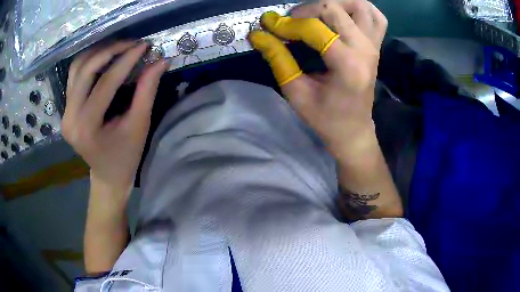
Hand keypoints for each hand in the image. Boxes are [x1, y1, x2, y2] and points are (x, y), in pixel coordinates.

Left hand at [62, 41, 169, 195]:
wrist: (107, 175)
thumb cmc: (125, 156)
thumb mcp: (139, 126)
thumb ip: (147, 91)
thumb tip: (160, 61)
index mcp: (87, 128)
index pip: (106, 83)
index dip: (126, 60)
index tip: (144, 45)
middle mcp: (70, 118)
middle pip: (85, 71)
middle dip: (109, 51)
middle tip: (131, 43)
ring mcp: (65, 113)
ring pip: (76, 69)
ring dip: (97, 53)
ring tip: (118, 47)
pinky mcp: (66, 109)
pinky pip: (74, 76)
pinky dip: (88, 61)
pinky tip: (103, 57)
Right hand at [249, 0, 387, 162]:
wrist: (353, 130)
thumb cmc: (325, 118)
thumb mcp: (296, 92)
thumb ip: (278, 59)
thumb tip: (258, 34)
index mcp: (347, 65)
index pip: (314, 28)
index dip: (287, 24)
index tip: (268, 27)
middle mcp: (365, 49)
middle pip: (335, 8)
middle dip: (306, 10)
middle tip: (291, 21)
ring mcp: (374, 45)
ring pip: (360, 5)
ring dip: (336, 3)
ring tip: (316, 14)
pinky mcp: (376, 45)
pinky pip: (376, 17)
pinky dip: (360, 9)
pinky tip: (344, 15)